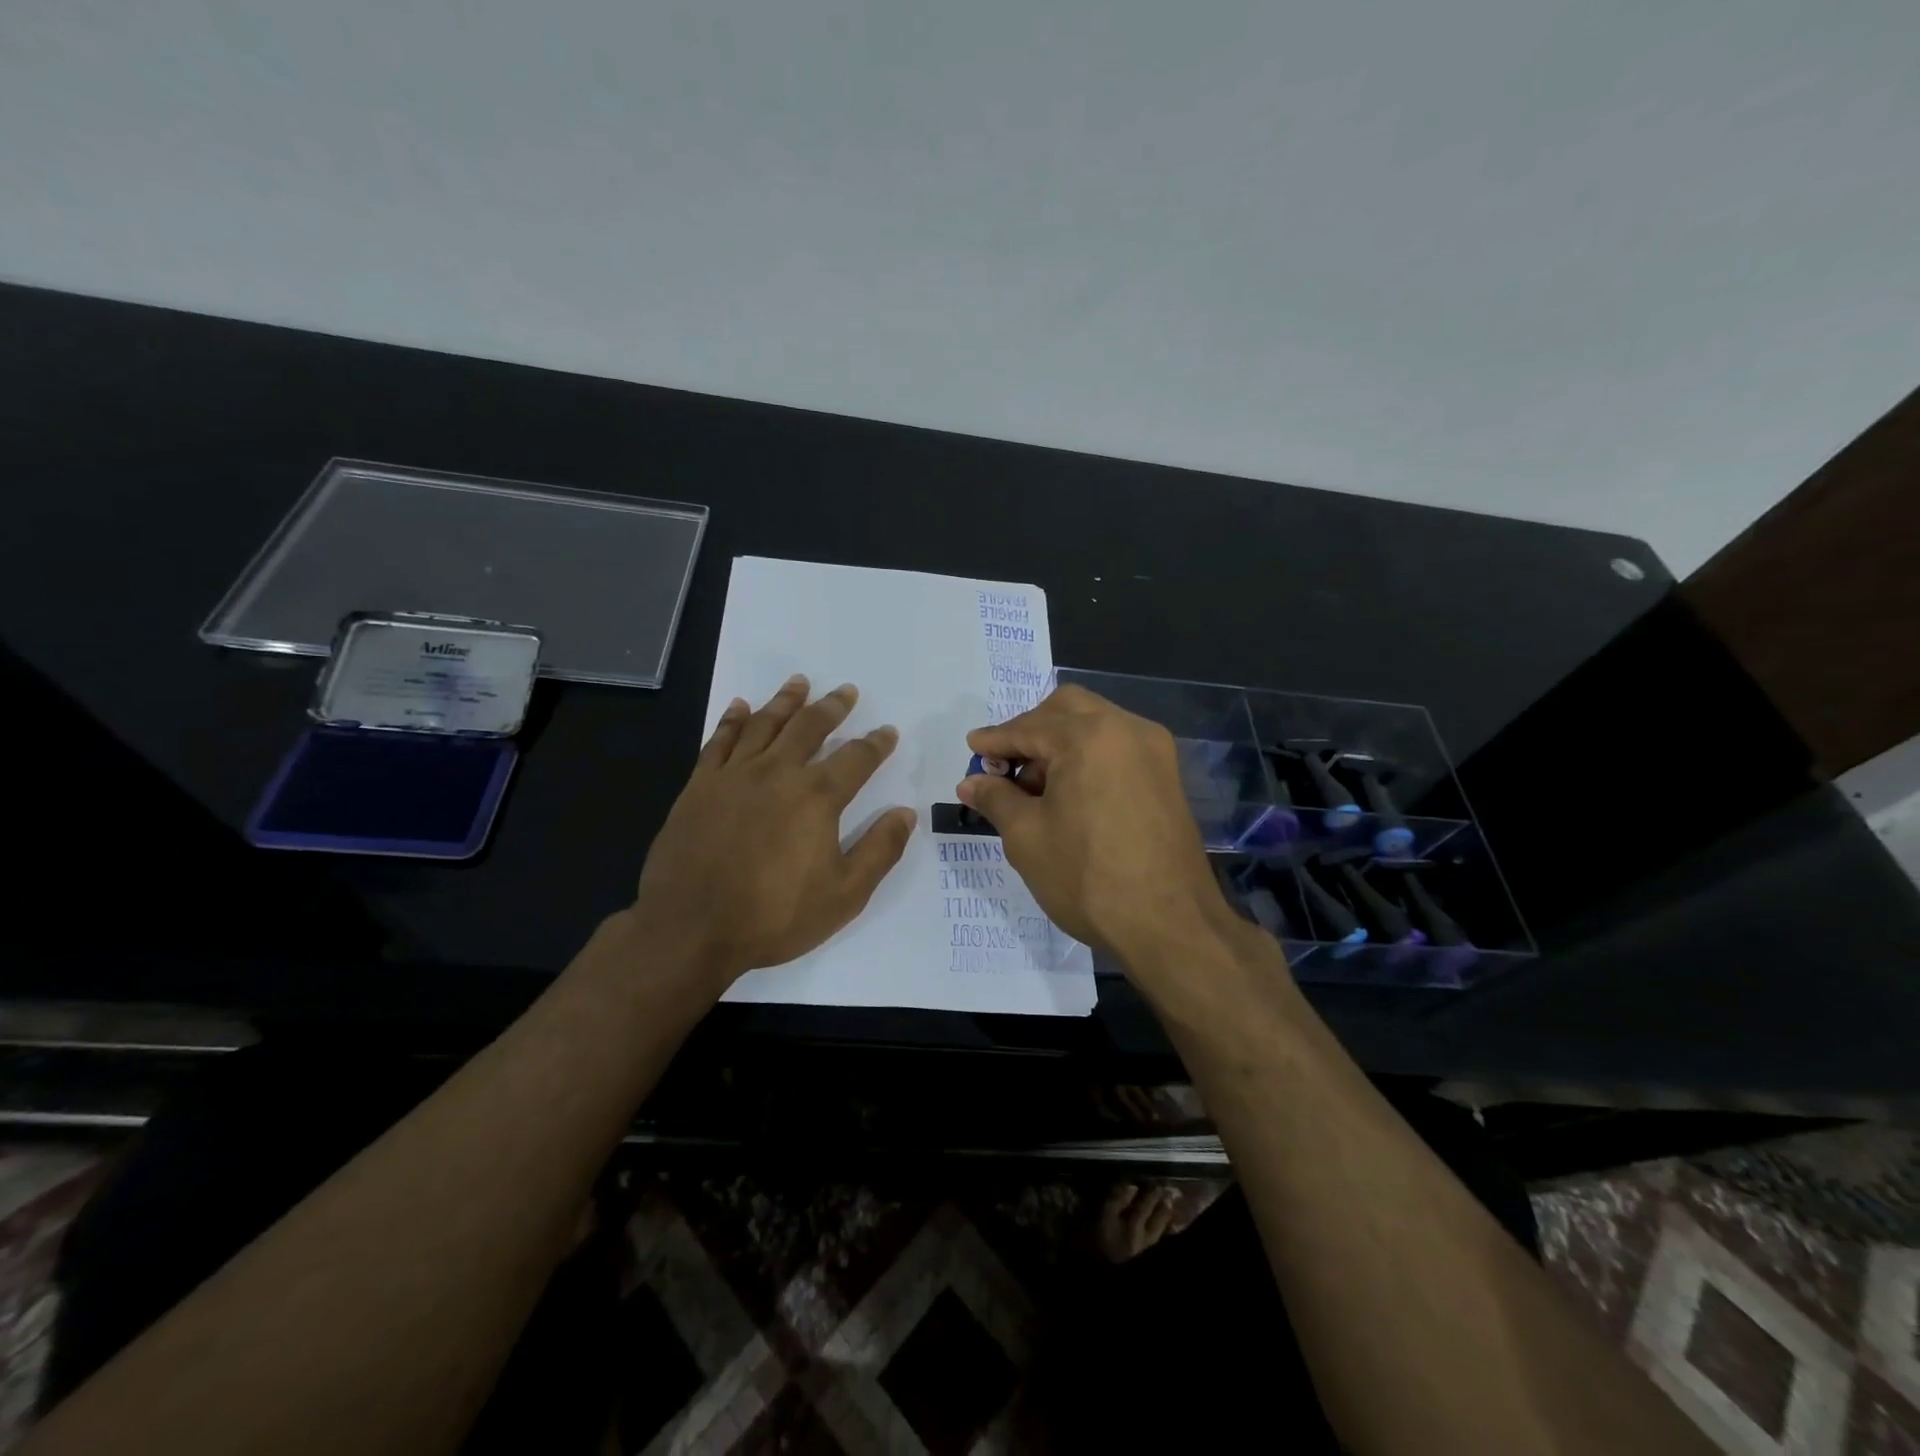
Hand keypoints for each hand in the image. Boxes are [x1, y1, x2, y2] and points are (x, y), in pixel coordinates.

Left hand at [629, 675, 915, 989]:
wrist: (690, 928)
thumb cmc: (774, 916)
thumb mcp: (844, 894)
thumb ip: (880, 850)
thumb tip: (906, 813)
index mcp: (817, 797)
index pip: (856, 758)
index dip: (876, 743)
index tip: (887, 732)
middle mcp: (778, 773)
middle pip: (810, 727)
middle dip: (833, 707)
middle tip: (846, 691)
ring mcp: (734, 776)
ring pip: (765, 724)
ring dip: (786, 701)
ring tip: (800, 682)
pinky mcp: (699, 786)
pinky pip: (720, 741)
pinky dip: (732, 720)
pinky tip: (740, 707)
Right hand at [956, 685, 1240, 973]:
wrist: (1170, 926)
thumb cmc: (1088, 878)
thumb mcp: (1027, 837)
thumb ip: (996, 798)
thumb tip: (971, 782)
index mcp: (1089, 736)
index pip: (1029, 727)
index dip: (995, 740)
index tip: (972, 750)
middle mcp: (1127, 729)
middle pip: (1067, 709)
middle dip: (1030, 730)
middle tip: (1005, 765)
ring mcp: (1154, 751)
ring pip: (1096, 725)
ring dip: (1060, 743)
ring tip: (1034, 787)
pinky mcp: (1167, 776)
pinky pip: (1118, 748)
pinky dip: (1088, 757)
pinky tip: (1069, 794)